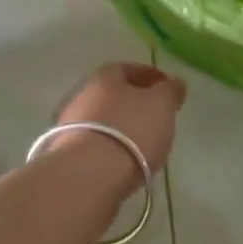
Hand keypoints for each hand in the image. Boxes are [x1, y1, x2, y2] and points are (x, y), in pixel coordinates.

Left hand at [53, 62, 186, 179]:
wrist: (88, 174)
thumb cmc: (131, 130)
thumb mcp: (161, 105)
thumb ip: (170, 90)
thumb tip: (175, 81)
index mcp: (104, 77)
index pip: (128, 68)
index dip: (150, 76)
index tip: (167, 88)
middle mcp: (82, 95)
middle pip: (113, 94)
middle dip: (134, 102)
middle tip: (156, 115)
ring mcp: (70, 125)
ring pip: (103, 118)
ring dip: (121, 125)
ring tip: (143, 141)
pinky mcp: (67, 153)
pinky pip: (96, 142)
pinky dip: (111, 145)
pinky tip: (124, 159)